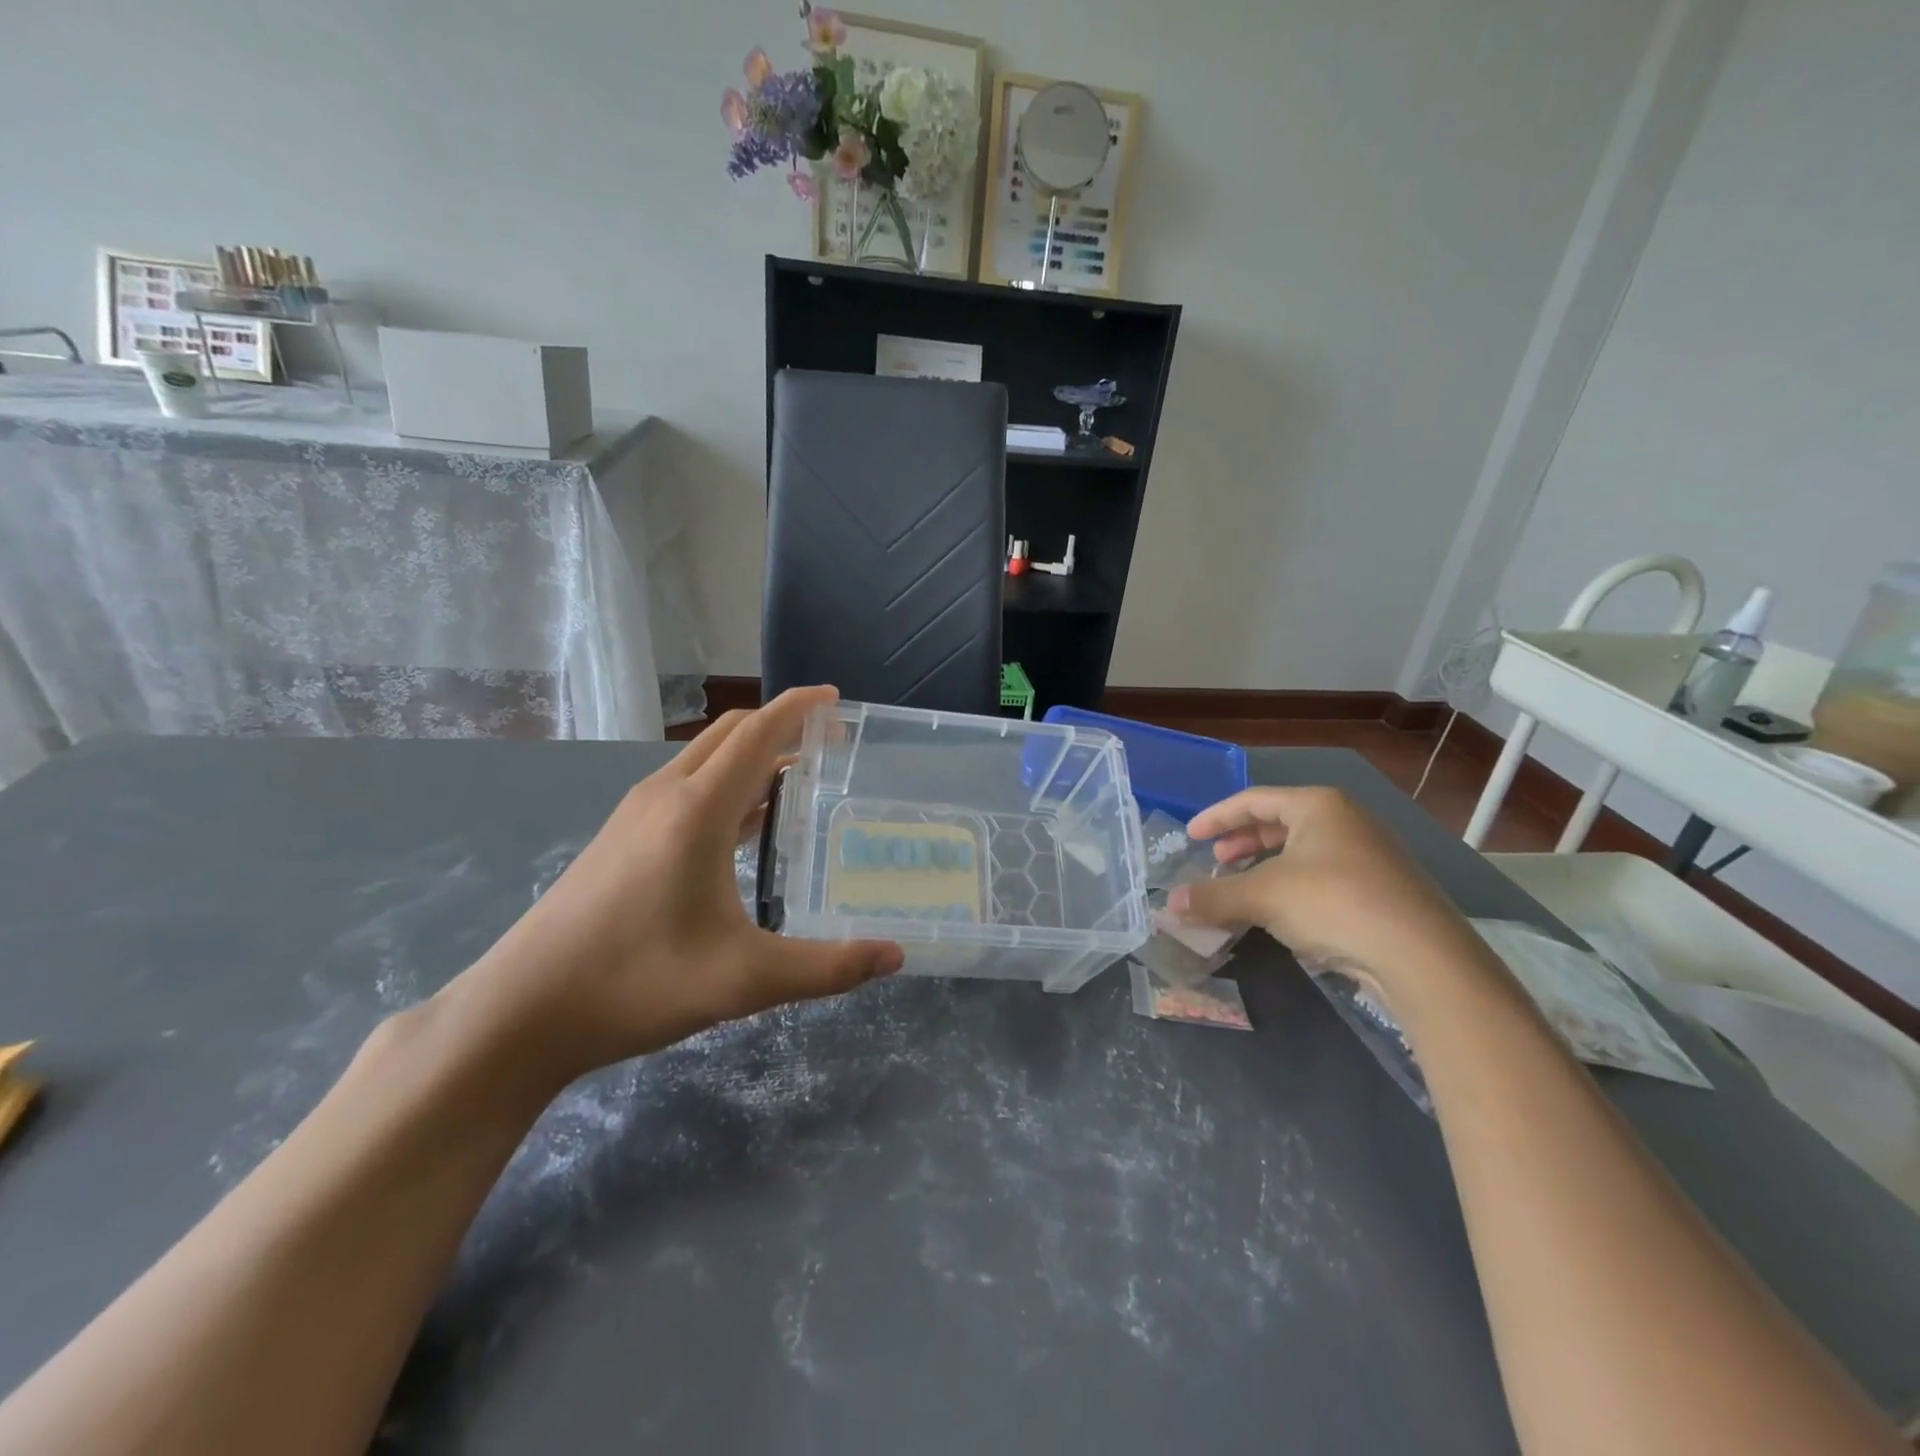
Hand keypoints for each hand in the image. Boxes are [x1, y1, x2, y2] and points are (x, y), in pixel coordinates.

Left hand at [445, 686, 902, 1083]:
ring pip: (704, 758)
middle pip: (730, 734)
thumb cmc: (636, 983)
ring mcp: (636, 814)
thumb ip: (828, 968)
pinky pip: (685, 786)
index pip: (758, 734)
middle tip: (828, 743)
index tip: (836, 699)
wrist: (522, 1011)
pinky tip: (743, 825)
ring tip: (797, 778)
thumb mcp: (745, 980)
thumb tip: (896, 956)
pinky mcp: (620, 836)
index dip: (799, 708)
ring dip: (752, 754)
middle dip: (781, 725)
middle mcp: (665, 795)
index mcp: (697, 809)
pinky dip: (725, 783)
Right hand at [1167, 787, 1483, 999]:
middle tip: (1216, 861)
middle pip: (1280, 822)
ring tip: (1242, 888)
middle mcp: (1346, 820)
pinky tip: (1282, 913)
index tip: (1191, 835)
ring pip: (1303, 851)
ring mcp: (1370, 855)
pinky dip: (1292, 886)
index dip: (1216, 817)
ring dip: (1265, 867)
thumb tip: (1169, 905)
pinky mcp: (1383, 889)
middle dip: (1242, 842)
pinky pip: (1323, 876)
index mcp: (1318, 806)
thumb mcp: (1262, 897)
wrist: (1421, 956)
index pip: (1253, 800)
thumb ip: (1213, 898)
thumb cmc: (1333, 903)